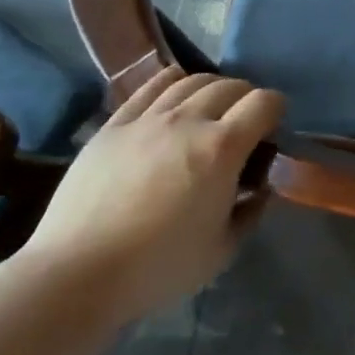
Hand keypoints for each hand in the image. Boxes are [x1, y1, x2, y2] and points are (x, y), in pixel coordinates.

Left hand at [19, 66, 283, 327]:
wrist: (77, 274)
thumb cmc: (158, 267)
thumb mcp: (223, 249)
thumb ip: (251, 211)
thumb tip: (260, 188)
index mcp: (222, 148)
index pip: (264, 103)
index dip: (277, 110)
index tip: (274, 129)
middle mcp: (188, 120)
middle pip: (230, 86)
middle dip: (247, 99)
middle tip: (245, 123)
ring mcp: (148, 118)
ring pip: (191, 80)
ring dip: (212, 88)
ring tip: (211, 108)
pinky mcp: (115, 124)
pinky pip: (150, 86)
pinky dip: (171, 81)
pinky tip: (175, 91)